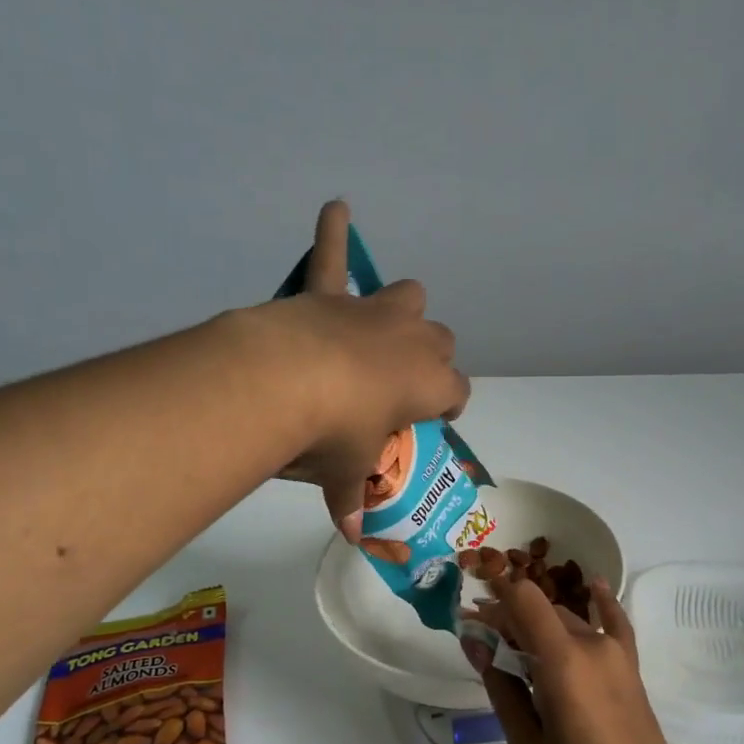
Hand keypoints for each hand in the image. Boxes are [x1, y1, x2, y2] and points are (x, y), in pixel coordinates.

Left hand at [264, 202, 470, 539]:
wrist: (285, 381)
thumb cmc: (333, 433)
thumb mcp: (345, 472)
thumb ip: (350, 499)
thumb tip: (353, 538)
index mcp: (430, 384)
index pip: (458, 393)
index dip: (448, 406)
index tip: (433, 418)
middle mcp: (414, 340)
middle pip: (442, 341)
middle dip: (430, 359)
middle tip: (399, 384)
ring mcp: (374, 311)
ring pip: (410, 296)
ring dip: (403, 311)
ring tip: (381, 329)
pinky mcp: (330, 293)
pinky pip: (334, 253)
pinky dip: (333, 231)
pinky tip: (335, 206)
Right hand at [469, 576, 702, 743]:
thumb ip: (501, 687)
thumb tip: (474, 642)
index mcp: (564, 662)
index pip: (523, 600)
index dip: (494, 593)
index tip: (467, 604)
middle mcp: (594, 647)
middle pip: (543, 611)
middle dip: (508, 616)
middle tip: (479, 641)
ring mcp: (619, 658)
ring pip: (570, 620)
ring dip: (539, 622)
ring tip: (512, 642)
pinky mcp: (632, 672)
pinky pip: (615, 625)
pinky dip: (601, 604)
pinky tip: (592, 586)